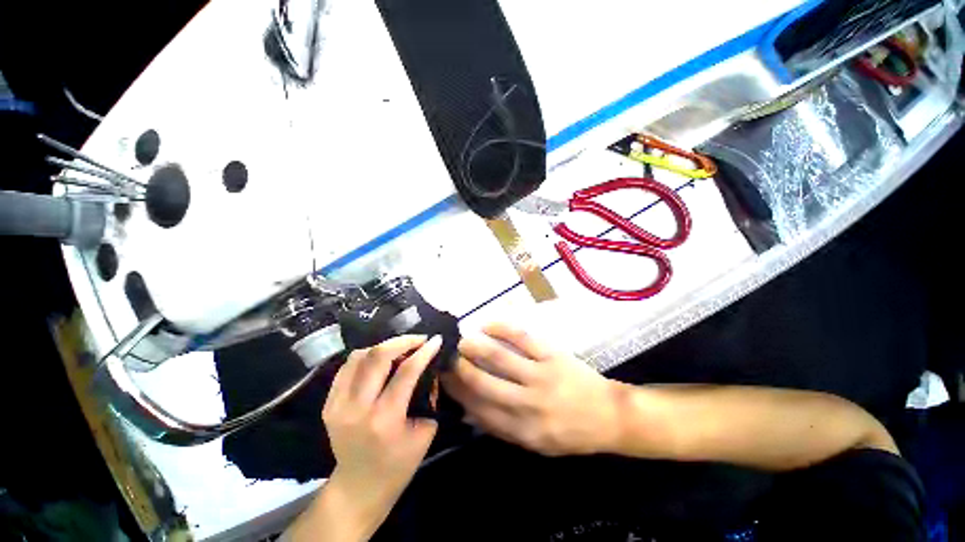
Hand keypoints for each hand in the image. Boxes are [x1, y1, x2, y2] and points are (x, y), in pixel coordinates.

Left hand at [321, 334, 441, 534]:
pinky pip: (347, 367)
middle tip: (419, 339)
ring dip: (384, 346)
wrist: (358, 489)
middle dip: (403, 341)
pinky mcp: (328, 404)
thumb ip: (428, 396)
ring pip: (359, 356)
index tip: (436, 340)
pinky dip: (366, 356)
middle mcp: (357, 408)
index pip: (406, 372)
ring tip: (400, 348)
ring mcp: (337, 405)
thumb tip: (428, 369)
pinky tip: (380, 359)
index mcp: (385, 419)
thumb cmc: (398, 466)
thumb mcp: (425, 432)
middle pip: (378, 357)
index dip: (424, 351)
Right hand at [443, 323, 620, 455]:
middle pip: (483, 383)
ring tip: (461, 340)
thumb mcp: (537, 445)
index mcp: (521, 431)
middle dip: (460, 368)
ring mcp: (540, 377)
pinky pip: (523, 338)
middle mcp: (527, 405)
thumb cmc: (571, 433)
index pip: (478, 410)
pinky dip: (502, 328)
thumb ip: (504, 428)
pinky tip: (488, 324)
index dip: (457, 393)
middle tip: (446, 356)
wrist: (609, 417)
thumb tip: (470, 411)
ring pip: (499, 357)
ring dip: (476, 347)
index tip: (443, 379)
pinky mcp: (552, 356)